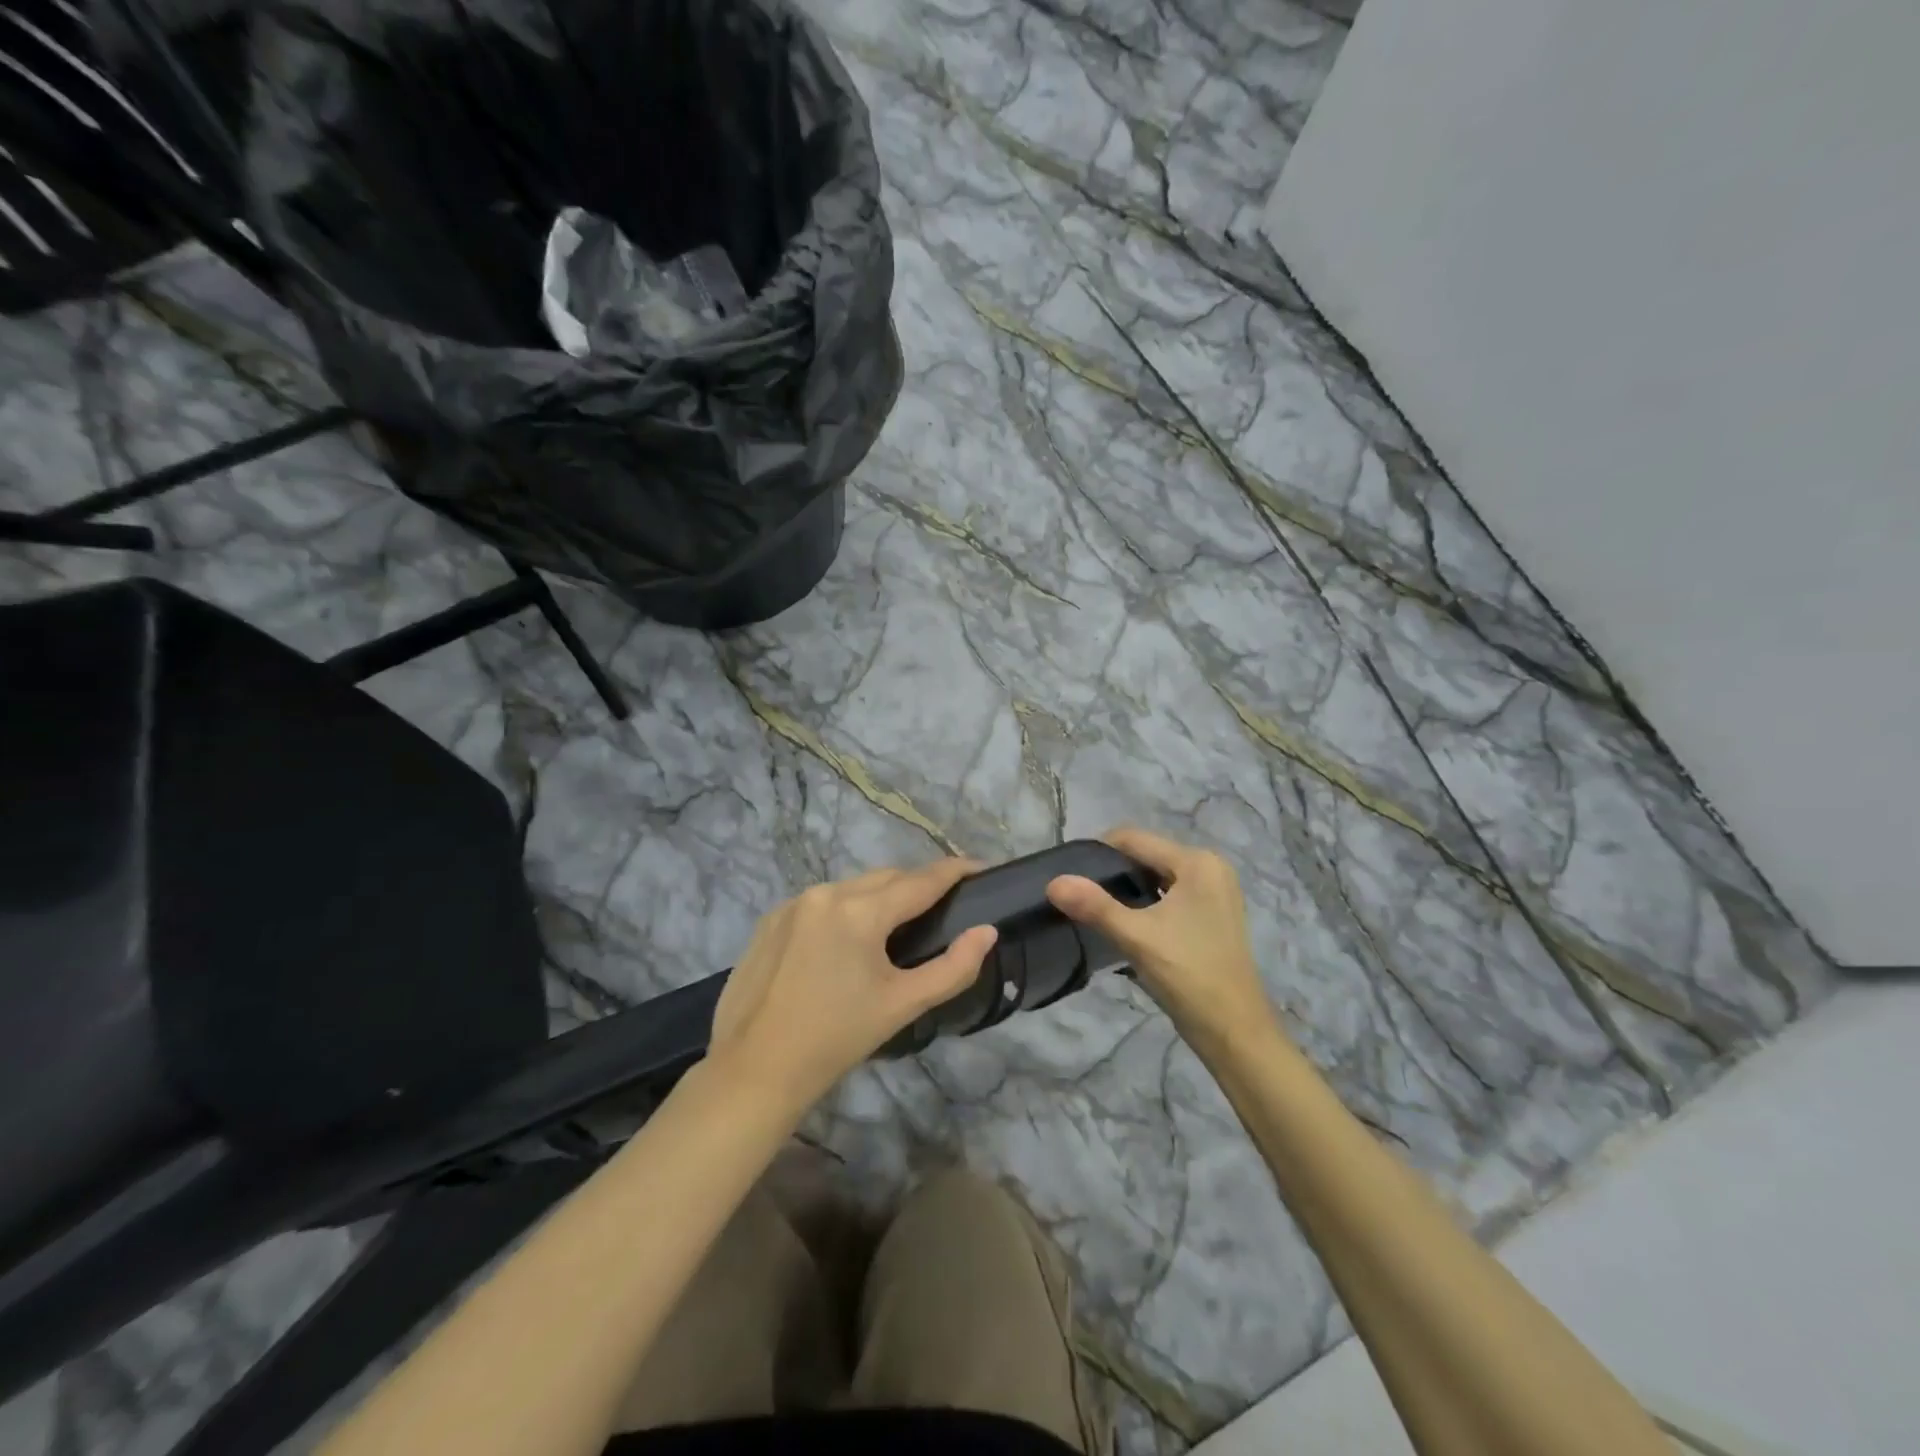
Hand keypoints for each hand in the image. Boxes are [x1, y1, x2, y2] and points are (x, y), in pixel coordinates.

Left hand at [709, 859, 999, 1112]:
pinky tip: (848, 939)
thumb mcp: (902, 1005)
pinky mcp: (771, 919)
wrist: (754, 1070)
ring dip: (880, 896)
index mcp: (860, 911)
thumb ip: (953, 968)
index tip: (980, 867)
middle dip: (918, 885)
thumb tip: (986, 933)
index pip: (920, 881)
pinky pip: (822, 902)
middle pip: (886, 878)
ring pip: (852, 887)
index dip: (954, 871)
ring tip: (899, 923)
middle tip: (944, 904)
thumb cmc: (836, 1039)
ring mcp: (793, 903)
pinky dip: (845, 909)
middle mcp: (826, 893)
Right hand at [1046, 827, 1278, 1050]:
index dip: (1097, 852)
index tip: (1068, 874)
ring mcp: (1215, 892)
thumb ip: (1094, 905)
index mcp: (1197, 862)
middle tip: (1079, 895)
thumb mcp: (1137, 937)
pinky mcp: (1213, 914)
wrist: (1235, 1031)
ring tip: (1095, 910)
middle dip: (1112, 872)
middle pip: (1146, 856)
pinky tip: (1124, 924)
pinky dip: (1146, 904)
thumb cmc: (1189, 975)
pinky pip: (1169, 895)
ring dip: (1127, 890)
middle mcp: (1210, 867)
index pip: (1134, 839)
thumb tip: (1053, 881)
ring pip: (1156, 877)